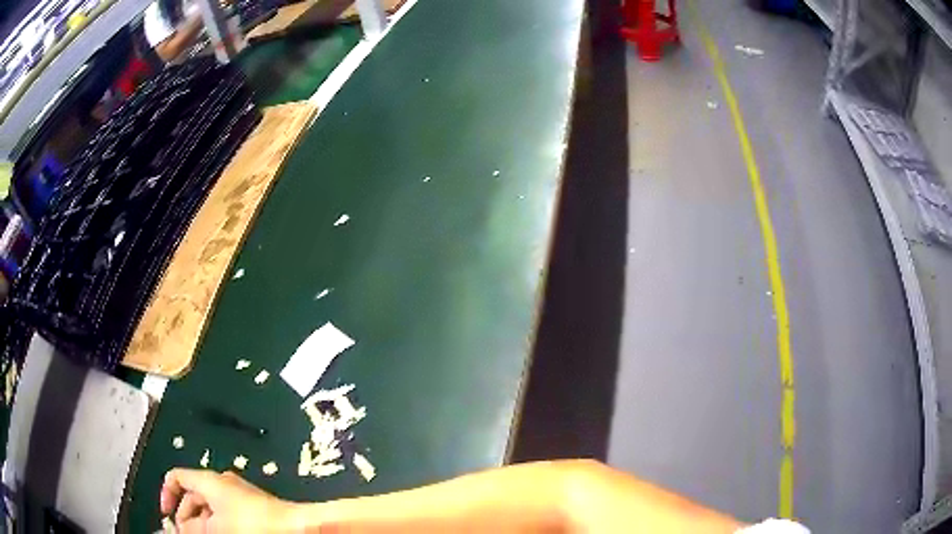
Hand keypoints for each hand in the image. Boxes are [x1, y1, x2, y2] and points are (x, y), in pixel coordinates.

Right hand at [160, 469, 299, 532]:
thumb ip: (192, 528)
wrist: (295, 527)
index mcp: (208, 480)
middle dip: (185, 515)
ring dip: (202, 523)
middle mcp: (222, 482)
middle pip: (192, 494)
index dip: (166, 494)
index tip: (166, 515)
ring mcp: (239, 494)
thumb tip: (179, 529)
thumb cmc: (251, 525)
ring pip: (211, 507)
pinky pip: (227, 513)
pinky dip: (218, 524)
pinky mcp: (253, 507)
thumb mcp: (214, 528)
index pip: (176, 477)